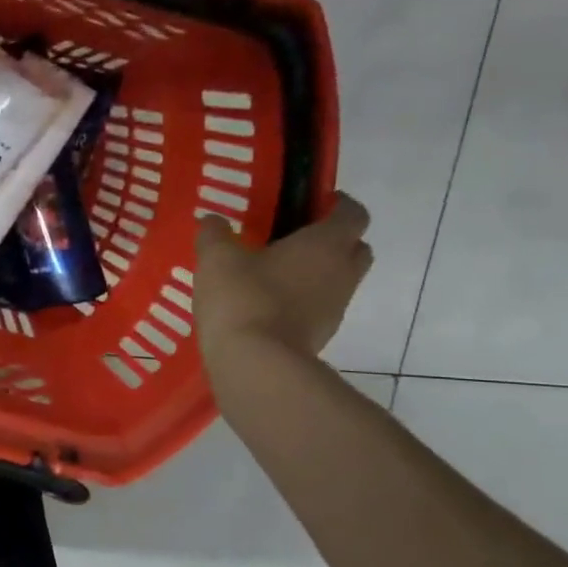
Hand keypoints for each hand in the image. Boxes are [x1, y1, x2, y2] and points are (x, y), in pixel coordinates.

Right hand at [194, 194, 373, 361]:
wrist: (256, 363)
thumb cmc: (243, 297)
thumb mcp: (217, 259)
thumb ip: (215, 235)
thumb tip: (213, 221)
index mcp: (326, 243)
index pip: (352, 213)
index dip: (336, 204)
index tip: (310, 203)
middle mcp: (342, 271)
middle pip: (355, 247)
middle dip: (333, 240)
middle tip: (294, 239)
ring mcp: (336, 307)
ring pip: (339, 279)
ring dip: (317, 273)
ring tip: (274, 274)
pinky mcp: (322, 335)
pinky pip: (319, 307)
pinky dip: (303, 301)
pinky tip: (268, 305)